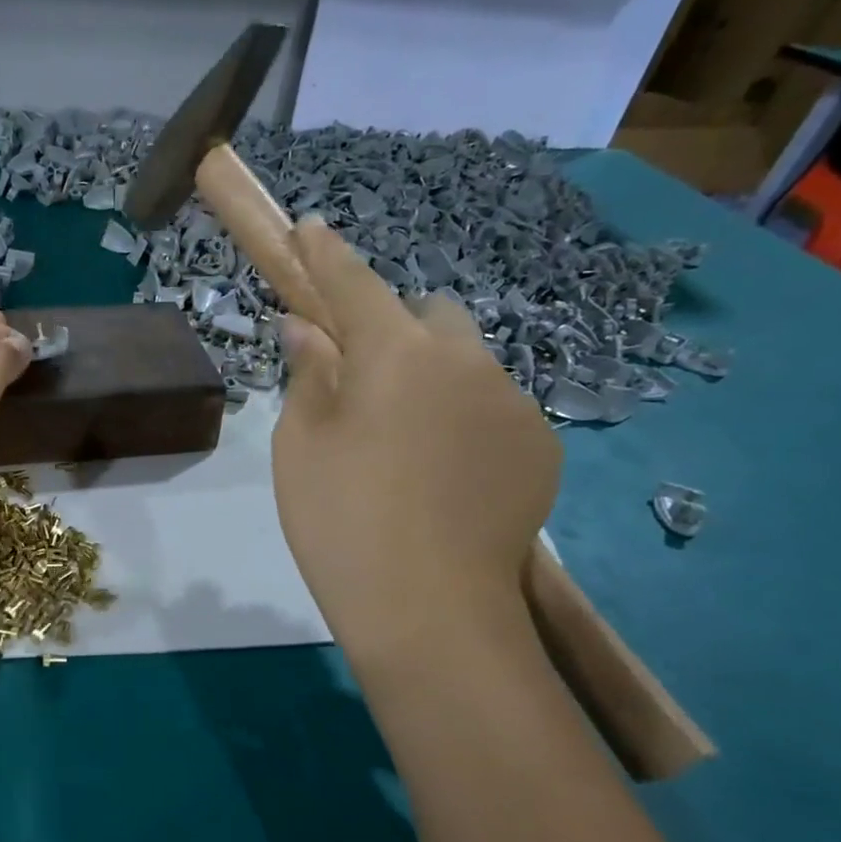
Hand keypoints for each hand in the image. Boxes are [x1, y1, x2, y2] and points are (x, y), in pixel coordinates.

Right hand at [272, 216, 559, 666]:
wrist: (430, 612)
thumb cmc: (341, 520)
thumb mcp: (300, 443)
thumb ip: (308, 373)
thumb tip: (308, 329)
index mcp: (398, 353)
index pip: (354, 284)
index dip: (326, 255)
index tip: (310, 229)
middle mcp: (468, 361)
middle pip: (428, 315)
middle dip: (393, 328)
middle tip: (358, 378)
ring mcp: (514, 403)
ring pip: (466, 361)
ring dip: (431, 374)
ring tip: (402, 438)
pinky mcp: (540, 446)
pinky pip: (493, 405)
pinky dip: (462, 415)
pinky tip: (441, 471)